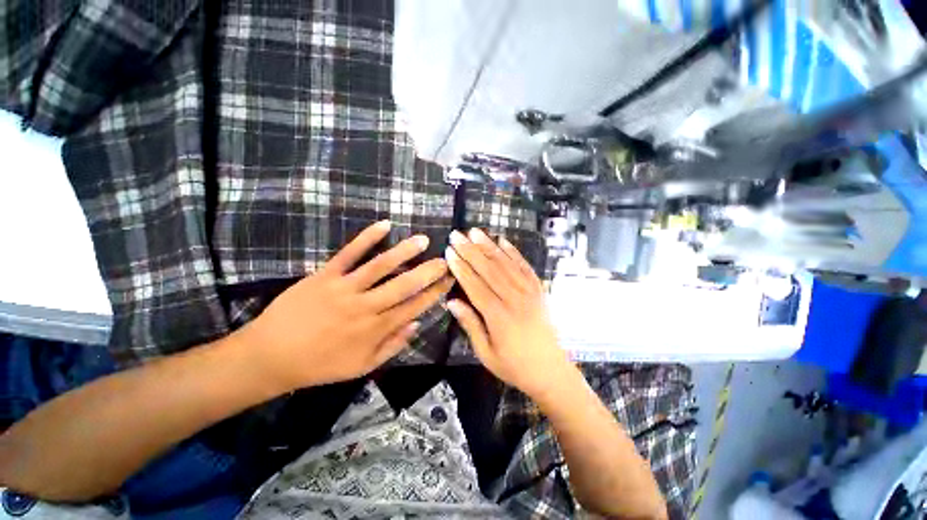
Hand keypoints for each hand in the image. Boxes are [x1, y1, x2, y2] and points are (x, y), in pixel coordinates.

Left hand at [238, 221, 452, 392]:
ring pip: (381, 266)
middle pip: (403, 285)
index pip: (414, 307)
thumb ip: (392, 346)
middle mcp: (365, 307)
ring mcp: (344, 288)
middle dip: (428, 271)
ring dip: (404, 251)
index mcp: (376, 330)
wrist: (271, 356)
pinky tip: (384, 225)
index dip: (435, 292)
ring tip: (422, 240)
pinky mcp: (325, 275)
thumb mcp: (362, 366)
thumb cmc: (320, 365)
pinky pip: (349, 253)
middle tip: (445, 259)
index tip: (449, 280)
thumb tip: (417, 324)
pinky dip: (367, 237)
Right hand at [444, 229, 575, 400]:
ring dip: (489, 246)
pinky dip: (514, 252)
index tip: (449, 251)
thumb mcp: (486, 353)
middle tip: (457, 235)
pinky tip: (503, 241)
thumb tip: (452, 302)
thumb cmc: (514, 366)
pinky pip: (525, 267)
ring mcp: (529, 292)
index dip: (461, 267)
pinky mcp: (539, 290)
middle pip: (489, 270)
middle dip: (470, 250)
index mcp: (498, 316)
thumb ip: (470, 324)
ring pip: (505, 264)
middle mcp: (514, 299)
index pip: (475, 285)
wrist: (550, 371)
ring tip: (475, 231)